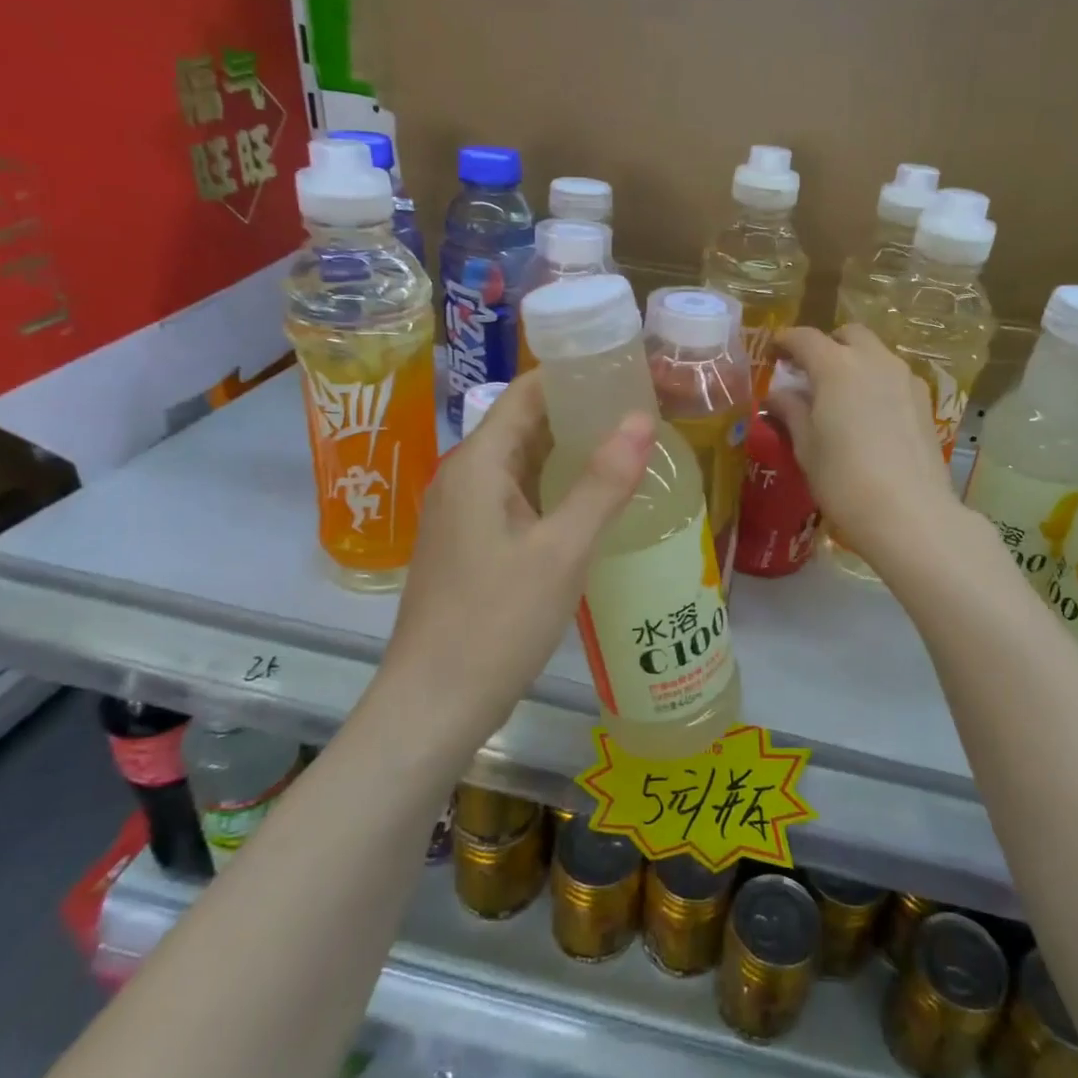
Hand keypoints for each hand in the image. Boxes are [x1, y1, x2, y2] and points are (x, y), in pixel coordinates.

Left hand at [380, 371, 653, 741]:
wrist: (434, 704)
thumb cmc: (496, 622)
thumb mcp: (562, 551)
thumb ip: (602, 483)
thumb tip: (642, 419)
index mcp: (479, 464)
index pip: (528, 392)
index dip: (575, 375)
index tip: (628, 372)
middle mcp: (466, 478)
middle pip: (526, 424)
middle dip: (582, 414)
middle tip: (644, 413)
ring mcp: (465, 514)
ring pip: (525, 464)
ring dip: (572, 453)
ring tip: (631, 451)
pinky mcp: (472, 545)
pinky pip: (520, 498)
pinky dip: (557, 490)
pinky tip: (595, 504)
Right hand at [771, 325, 965, 569]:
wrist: (910, 514)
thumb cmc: (844, 480)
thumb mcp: (806, 448)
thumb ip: (791, 413)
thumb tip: (776, 396)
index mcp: (837, 366)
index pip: (804, 338)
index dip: (784, 342)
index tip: (772, 354)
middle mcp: (874, 361)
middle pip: (848, 335)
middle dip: (826, 345)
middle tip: (809, 372)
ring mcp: (906, 379)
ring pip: (875, 354)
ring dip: (854, 363)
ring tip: (839, 396)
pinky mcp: (925, 402)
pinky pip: (894, 377)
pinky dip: (876, 382)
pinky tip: (868, 414)